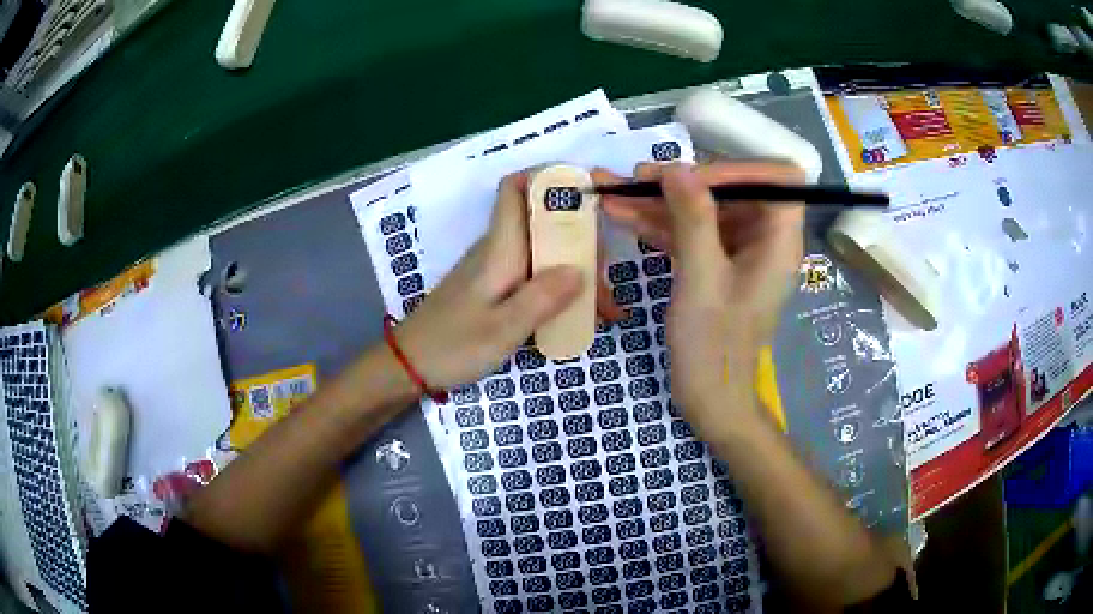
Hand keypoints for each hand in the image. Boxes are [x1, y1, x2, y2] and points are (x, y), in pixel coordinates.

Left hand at [393, 173, 621, 389]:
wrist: (410, 365)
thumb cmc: (453, 345)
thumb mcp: (503, 329)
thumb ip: (542, 298)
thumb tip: (582, 269)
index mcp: (499, 248)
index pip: (515, 188)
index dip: (548, 178)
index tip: (586, 193)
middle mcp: (499, 250)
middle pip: (543, 223)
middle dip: (580, 241)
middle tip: (607, 279)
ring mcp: (497, 269)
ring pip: (544, 253)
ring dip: (576, 272)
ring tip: (605, 310)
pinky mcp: (496, 289)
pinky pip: (535, 276)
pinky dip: (560, 290)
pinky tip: (579, 316)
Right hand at [601, 162, 803, 436]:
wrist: (710, 399)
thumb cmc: (713, 345)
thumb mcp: (701, 279)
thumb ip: (693, 219)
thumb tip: (677, 168)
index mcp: (778, 240)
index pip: (776, 180)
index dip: (738, 170)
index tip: (692, 177)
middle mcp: (763, 239)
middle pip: (729, 192)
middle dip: (682, 183)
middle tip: (636, 179)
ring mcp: (737, 252)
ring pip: (702, 211)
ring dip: (659, 202)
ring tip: (612, 191)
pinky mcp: (715, 265)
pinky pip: (690, 234)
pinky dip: (658, 225)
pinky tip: (621, 215)